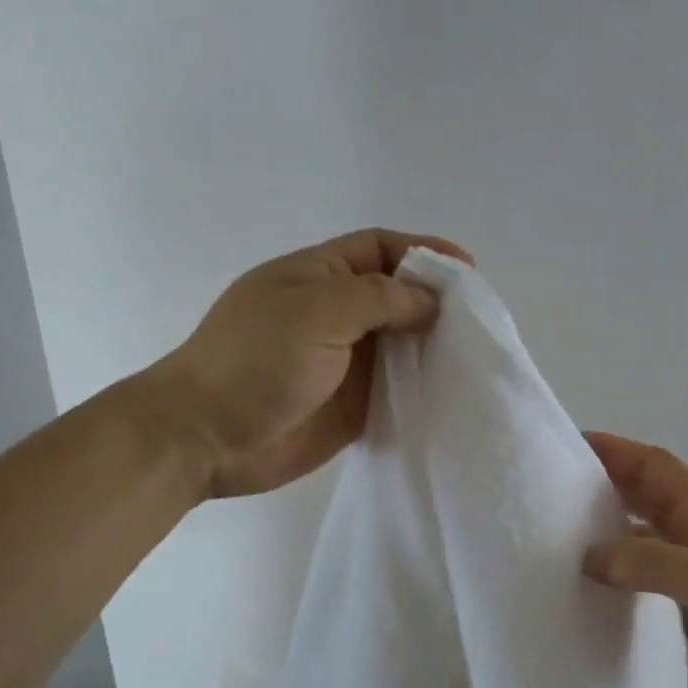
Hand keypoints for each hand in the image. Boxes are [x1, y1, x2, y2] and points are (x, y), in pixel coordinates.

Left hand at [146, 228, 471, 499]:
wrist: (206, 438)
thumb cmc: (253, 361)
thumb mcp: (315, 312)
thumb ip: (378, 300)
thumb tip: (430, 302)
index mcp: (320, 277)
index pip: (380, 249)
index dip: (423, 252)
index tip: (468, 271)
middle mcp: (337, 315)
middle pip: (398, 296)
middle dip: (438, 301)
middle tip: (482, 318)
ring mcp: (346, 362)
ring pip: (403, 344)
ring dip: (436, 345)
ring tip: (478, 353)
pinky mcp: (355, 405)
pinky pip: (398, 388)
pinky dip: (425, 386)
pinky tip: (454, 389)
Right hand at [582, 433, 687, 687]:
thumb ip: (648, 562)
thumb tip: (590, 556)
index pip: (653, 463)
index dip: (614, 450)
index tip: (569, 446)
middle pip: (648, 487)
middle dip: (607, 480)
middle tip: (556, 486)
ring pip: (648, 522)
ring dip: (614, 517)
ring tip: (568, 525)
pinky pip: (653, 556)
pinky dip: (626, 555)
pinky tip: (602, 570)